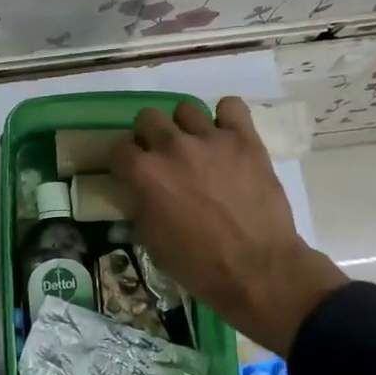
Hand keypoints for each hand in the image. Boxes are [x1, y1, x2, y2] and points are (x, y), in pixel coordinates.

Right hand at [111, 96, 346, 354]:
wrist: (257, 268)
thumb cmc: (197, 265)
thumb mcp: (150, 241)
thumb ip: (139, 206)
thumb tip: (138, 191)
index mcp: (143, 173)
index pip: (118, 148)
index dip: (124, 162)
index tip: (132, 173)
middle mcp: (171, 146)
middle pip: (148, 118)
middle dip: (150, 136)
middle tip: (163, 158)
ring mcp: (209, 138)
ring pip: (185, 109)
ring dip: (185, 128)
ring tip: (197, 148)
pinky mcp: (244, 138)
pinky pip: (230, 106)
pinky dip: (226, 118)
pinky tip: (227, 137)